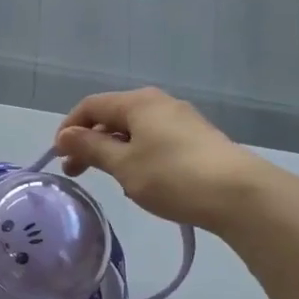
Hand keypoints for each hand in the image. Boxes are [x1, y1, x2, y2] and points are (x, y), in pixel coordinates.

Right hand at [53, 88, 266, 229]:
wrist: (239, 195)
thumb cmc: (172, 176)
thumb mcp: (123, 165)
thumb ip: (91, 148)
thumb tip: (65, 136)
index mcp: (138, 102)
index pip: (91, 106)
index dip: (69, 128)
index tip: (58, 157)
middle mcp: (159, 103)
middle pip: (113, 116)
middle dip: (90, 142)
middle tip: (76, 172)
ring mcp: (181, 120)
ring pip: (134, 131)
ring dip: (113, 151)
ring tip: (109, 180)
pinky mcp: (197, 140)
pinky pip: (154, 141)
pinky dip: (137, 156)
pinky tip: (140, 182)